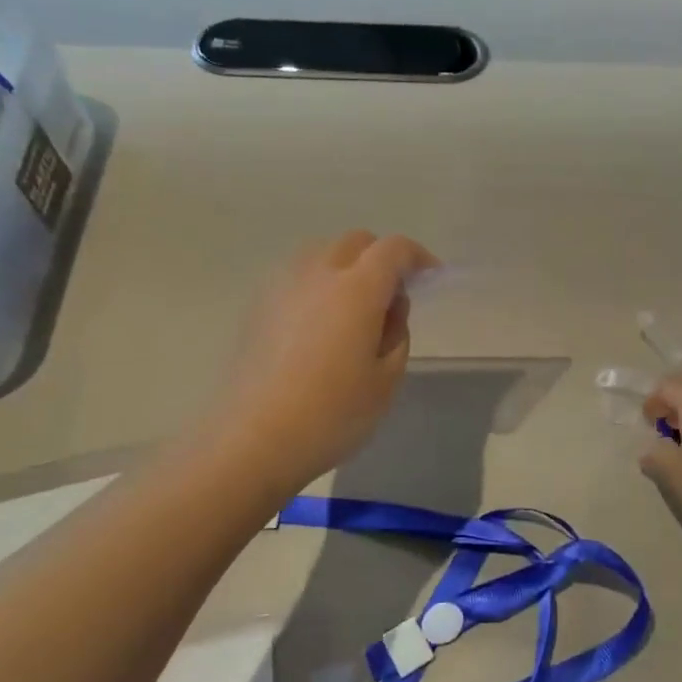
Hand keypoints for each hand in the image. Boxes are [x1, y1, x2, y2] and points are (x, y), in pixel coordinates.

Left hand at [213, 231, 436, 493]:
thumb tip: (389, 307)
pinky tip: (318, 323)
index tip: (430, 278)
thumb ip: (397, 333)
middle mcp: (318, 273)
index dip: (417, 257)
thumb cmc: (332, 414)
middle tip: (393, 296)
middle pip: (356, 242)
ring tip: (354, 307)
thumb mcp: (386, 379)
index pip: (394, 249)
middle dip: (381, 258)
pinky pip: (296, 276)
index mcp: (357, 289)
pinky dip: (317, 284)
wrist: (252, 440)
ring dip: (346, 267)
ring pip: (322, 253)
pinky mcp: (257, 305)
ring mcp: (282, 286)